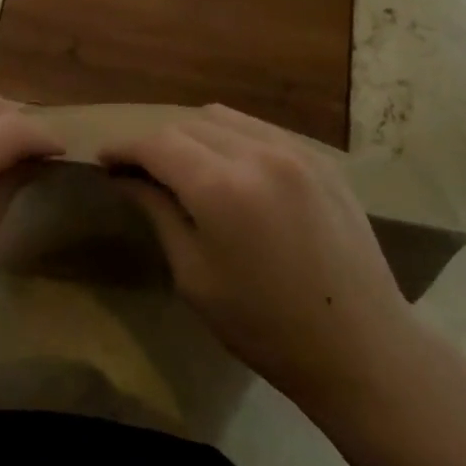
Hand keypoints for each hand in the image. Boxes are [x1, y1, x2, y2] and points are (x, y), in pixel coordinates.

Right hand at [100, 104, 414, 415]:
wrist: (361, 347)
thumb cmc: (265, 326)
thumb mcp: (195, 276)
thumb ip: (159, 213)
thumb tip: (126, 178)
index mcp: (222, 187)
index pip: (157, 144)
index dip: (125, 147)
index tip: (105, 159)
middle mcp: (258, 153)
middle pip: (188, 124)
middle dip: (156, 142)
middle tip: (139, 170)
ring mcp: (295, 150)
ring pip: (224, 118)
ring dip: (193, 134)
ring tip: (183, 165)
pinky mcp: (320, 159)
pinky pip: (260, 129)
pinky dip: (232, 138)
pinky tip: (229, 168)